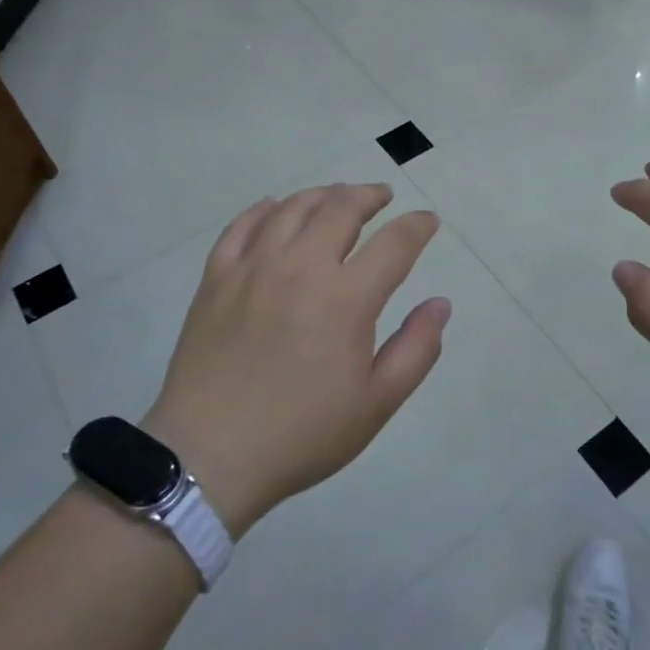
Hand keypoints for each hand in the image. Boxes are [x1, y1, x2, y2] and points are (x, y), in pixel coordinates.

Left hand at [143, 184, 450, 536]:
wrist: (209, 455)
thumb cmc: (302, 434)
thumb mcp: (376, 403)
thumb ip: (416, 349)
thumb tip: (440, 304)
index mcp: (346, 299)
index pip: (394, 243)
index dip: (417, 226)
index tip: (428, 220)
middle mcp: (301, 267)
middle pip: (341, 208)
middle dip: (369, 195)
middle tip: (382, 196)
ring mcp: (253, 267)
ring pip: (292, 208)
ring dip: (322, 195)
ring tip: (336, 197)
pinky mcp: (216, 277)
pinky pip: (242, 225)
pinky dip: (264, 209)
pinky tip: (274, 207)